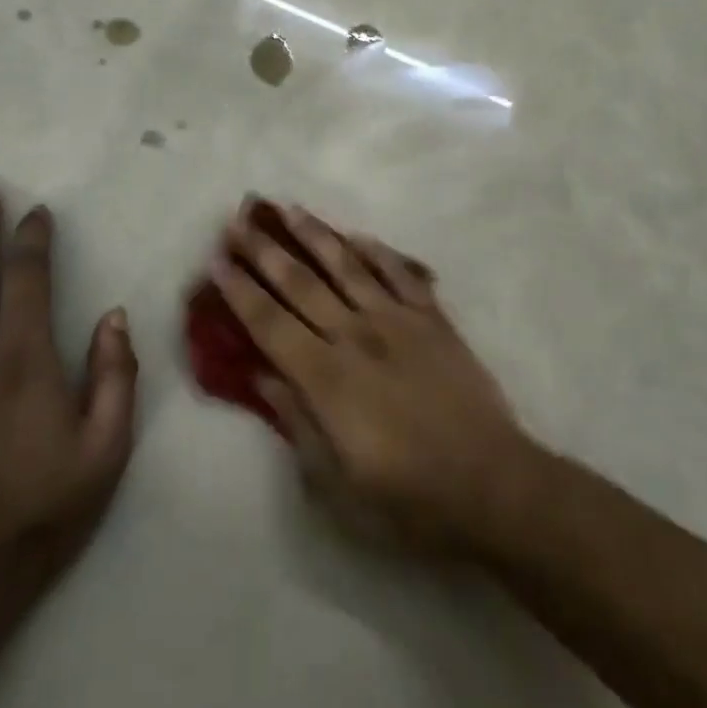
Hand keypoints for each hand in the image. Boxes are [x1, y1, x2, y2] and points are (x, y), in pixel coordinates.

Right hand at [210, 198, 531, 554]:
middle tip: (238, 220)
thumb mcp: (336, 484)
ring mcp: (398, 320)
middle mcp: (356, 335)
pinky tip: (358, 236)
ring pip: (348, 265)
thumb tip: (263, 376)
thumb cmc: (407, 498)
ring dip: (315, 235)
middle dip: (265, 251)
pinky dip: (377, 251)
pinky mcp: (433, 318)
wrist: (490, 482)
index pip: (270, 323)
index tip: (216, 261)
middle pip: (301, 283)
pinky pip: (400, 272)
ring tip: (289, 209)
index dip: (240, 291)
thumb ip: (297, 422)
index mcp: (327, 378)